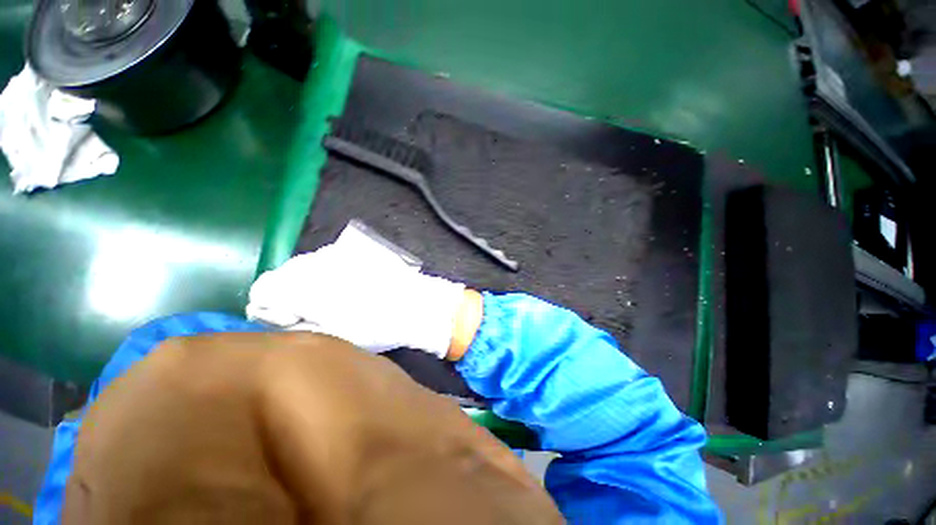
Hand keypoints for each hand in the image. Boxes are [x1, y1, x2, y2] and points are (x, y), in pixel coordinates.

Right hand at [247, 227, 465, 357]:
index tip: (290, 319)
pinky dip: (327, 272)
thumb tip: (275, 314)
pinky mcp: (354, 251)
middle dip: (289, 293)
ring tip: (333, 298)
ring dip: (309, 281)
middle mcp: (317, 263)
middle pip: (283, 275)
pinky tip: (347, 284)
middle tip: (313, 311)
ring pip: (304, 265)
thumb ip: (296, 322)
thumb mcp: (331, 334)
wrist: (414, 303)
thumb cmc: (376, 326)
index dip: (271, 308)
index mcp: (307, 287)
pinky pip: (327, 259)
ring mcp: (337, 253)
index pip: (264, 290)